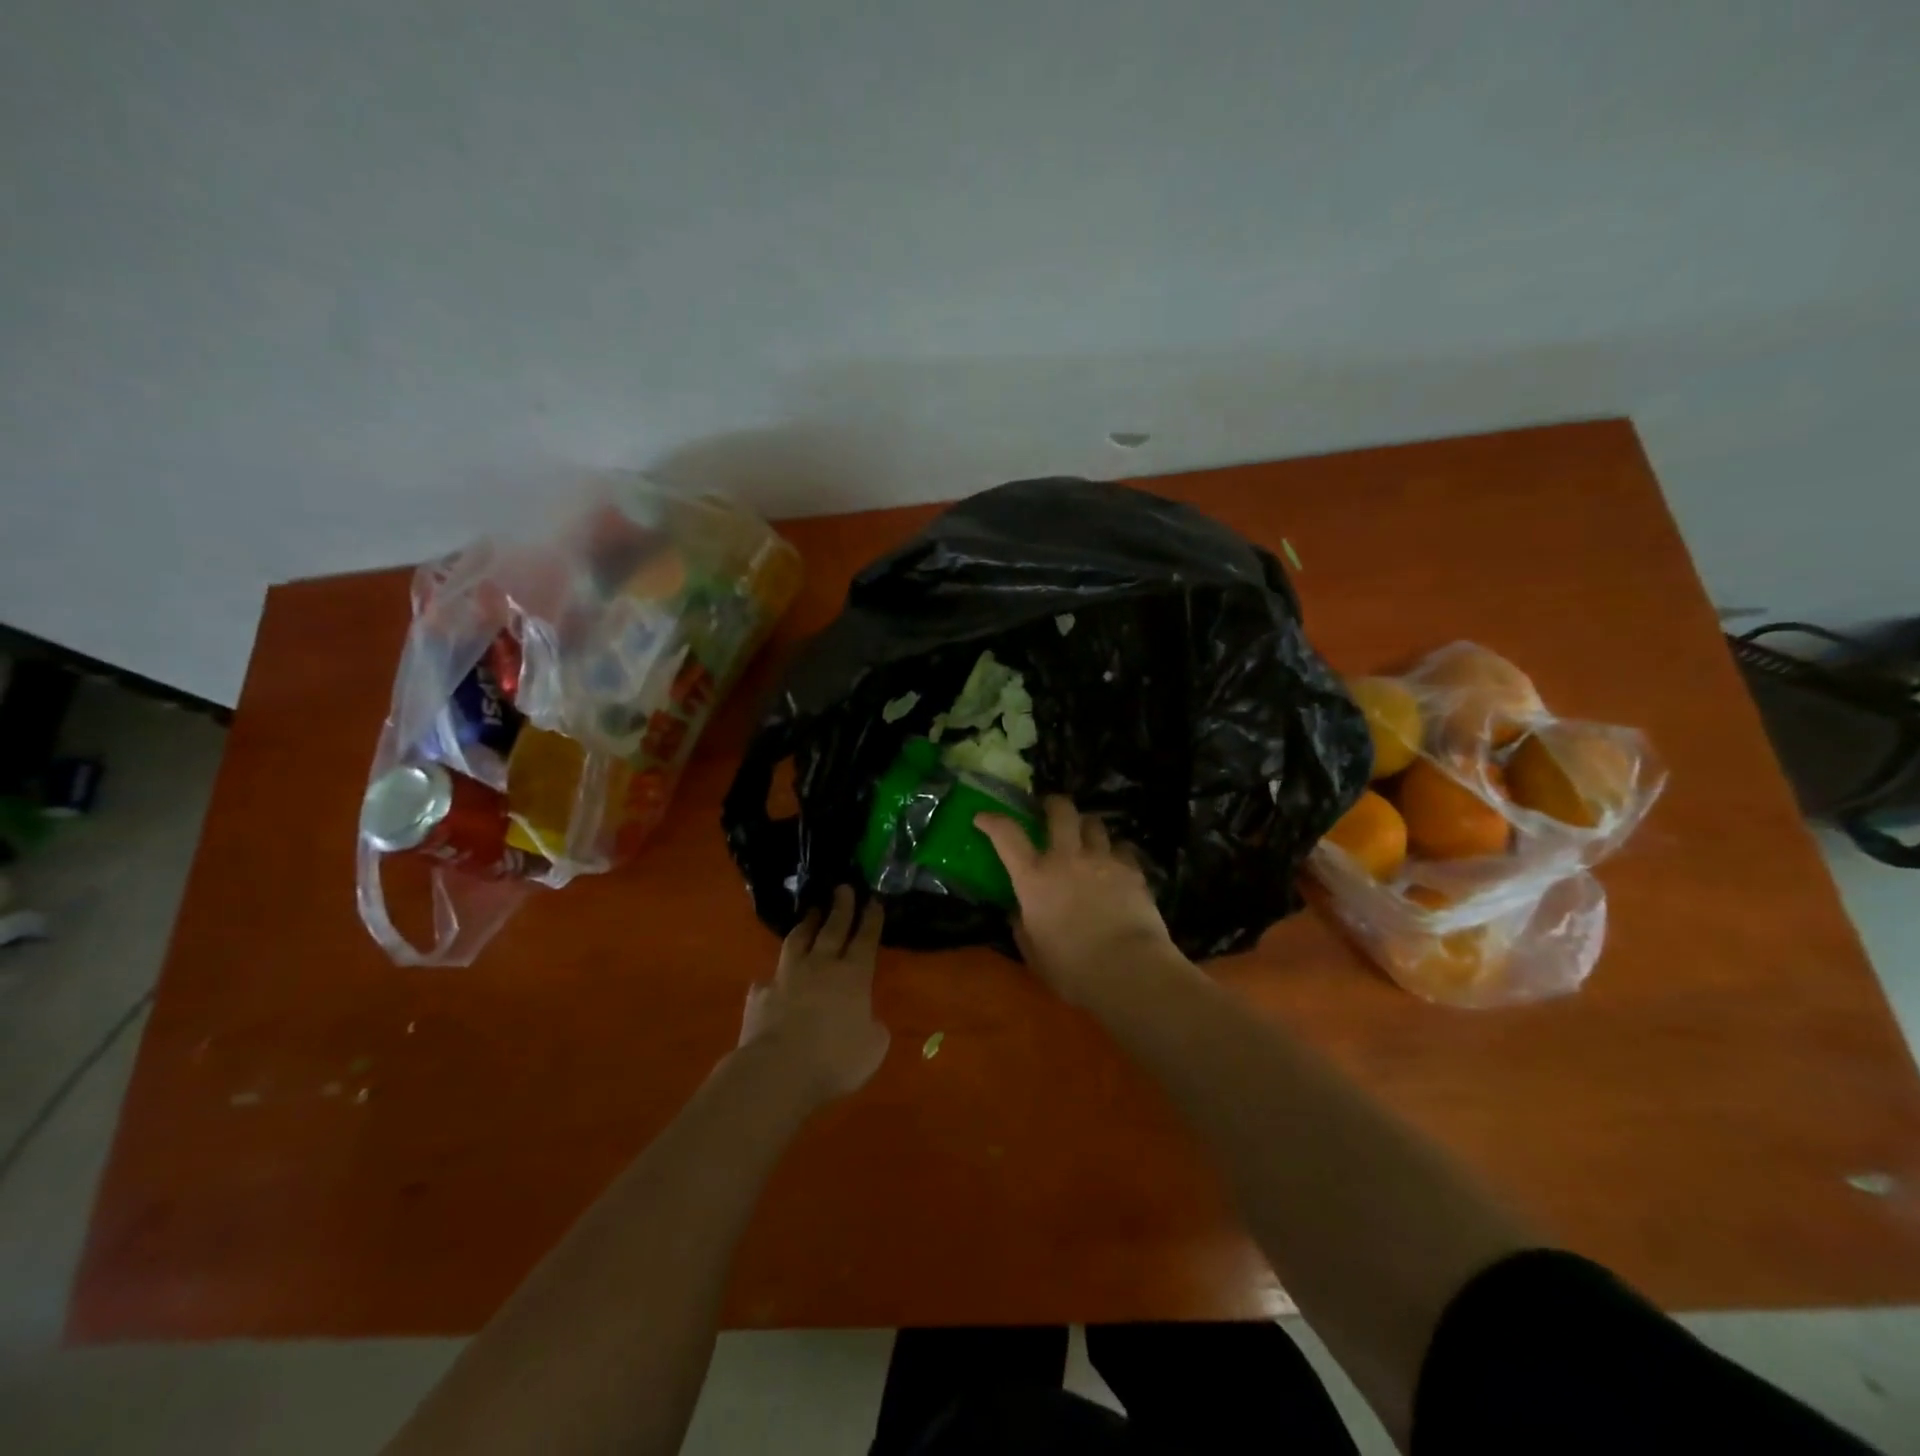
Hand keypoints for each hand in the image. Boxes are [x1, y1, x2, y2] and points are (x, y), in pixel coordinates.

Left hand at [739, 886, 889, 1105]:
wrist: (777, 1070)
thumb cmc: (835, 1059)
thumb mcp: (872, 1048)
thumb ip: (873, 1029)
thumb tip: (868, 1021)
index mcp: (853, 976)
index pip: (865, 939)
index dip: (871, 919)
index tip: (873, 899)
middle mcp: (821, 967)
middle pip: (832, 928)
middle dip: (841, 907)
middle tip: (843, 888)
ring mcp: (787, 977)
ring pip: (798, 941)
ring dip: (806, 924)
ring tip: (811, 912)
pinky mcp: (760, 995)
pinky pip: (767, 979)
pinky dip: (773, 977)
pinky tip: (771, 979)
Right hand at [975, 797, 1177, 1004]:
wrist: (1128, 969)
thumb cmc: (1073, 968)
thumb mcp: (1034, 952)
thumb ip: (1022, 926)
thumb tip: (1018, 912)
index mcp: (1035, 877)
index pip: (1007, 835)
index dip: (992, 820)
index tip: (983, 817)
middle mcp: (1067, 858)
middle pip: (1060, 811)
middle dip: (1053, 804)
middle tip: (1049, 808)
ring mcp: (1102, 859)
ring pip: (1094, 823)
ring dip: (1086, 826)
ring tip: (1086, 836)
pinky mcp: (1133, 870)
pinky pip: (1122, 848)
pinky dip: (1116, 851)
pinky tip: (1116, 863)